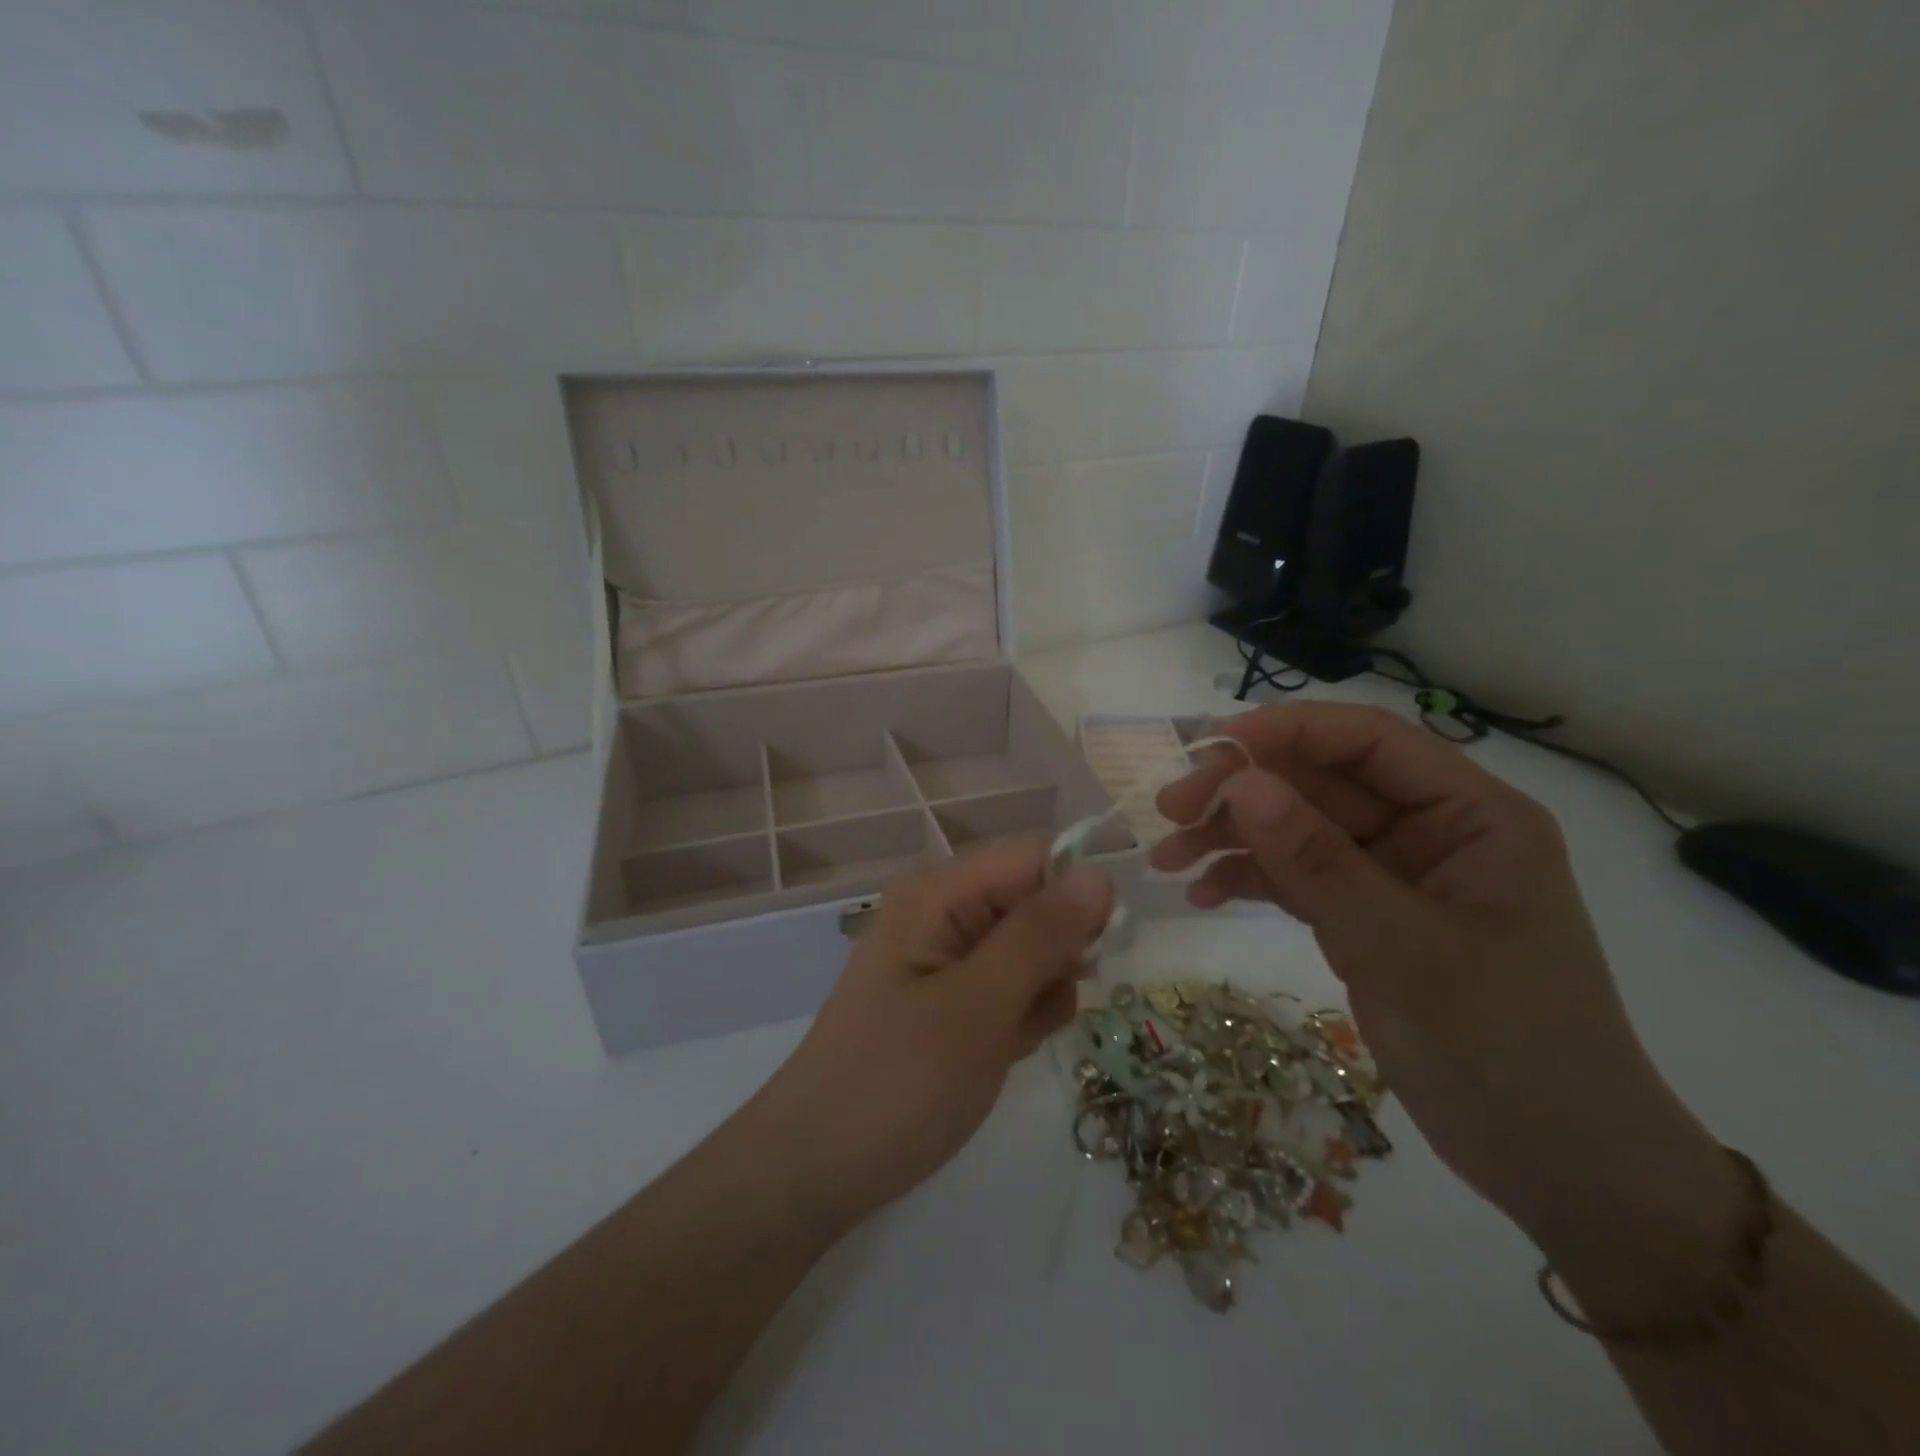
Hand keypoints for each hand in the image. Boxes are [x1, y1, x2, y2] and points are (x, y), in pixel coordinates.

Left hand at [749, 841, 1112, 1230]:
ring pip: (1031, 951)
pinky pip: (1010, 988)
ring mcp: (945, 957)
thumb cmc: (896, 1084)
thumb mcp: (977, 1007)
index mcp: (939, 893)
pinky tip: (999, 1054)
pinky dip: (1019, 1019)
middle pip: (1034, 904)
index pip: (1033, 859)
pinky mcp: (950, 998)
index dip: (1072, 899)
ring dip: (1040, 994)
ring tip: (1009, 1041)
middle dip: (1053, 957)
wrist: (814, 1171)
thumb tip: (1100, 876)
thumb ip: (1039, 937)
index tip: (1088, 957)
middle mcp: (942, 912)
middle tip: (1033, 1011)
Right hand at [1151, 704, 1726, 1242]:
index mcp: (1471, 814)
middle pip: (1319, 782)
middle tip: (1169, 811)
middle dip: (1242, 791)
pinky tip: (1202, 894)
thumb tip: (1240, 783)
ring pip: (1297, 828)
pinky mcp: (1363, 915)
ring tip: (1167, 859)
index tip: (1209, 746)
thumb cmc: (1505, 1049)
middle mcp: (1429, 830)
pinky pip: (1295, 877)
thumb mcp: (1403, 948)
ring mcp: (1392, 874)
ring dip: (1231, 837)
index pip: (1369, 742)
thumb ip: (1318, 861)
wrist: (1556, 1166)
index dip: (1288, 731)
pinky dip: (1248, 880)